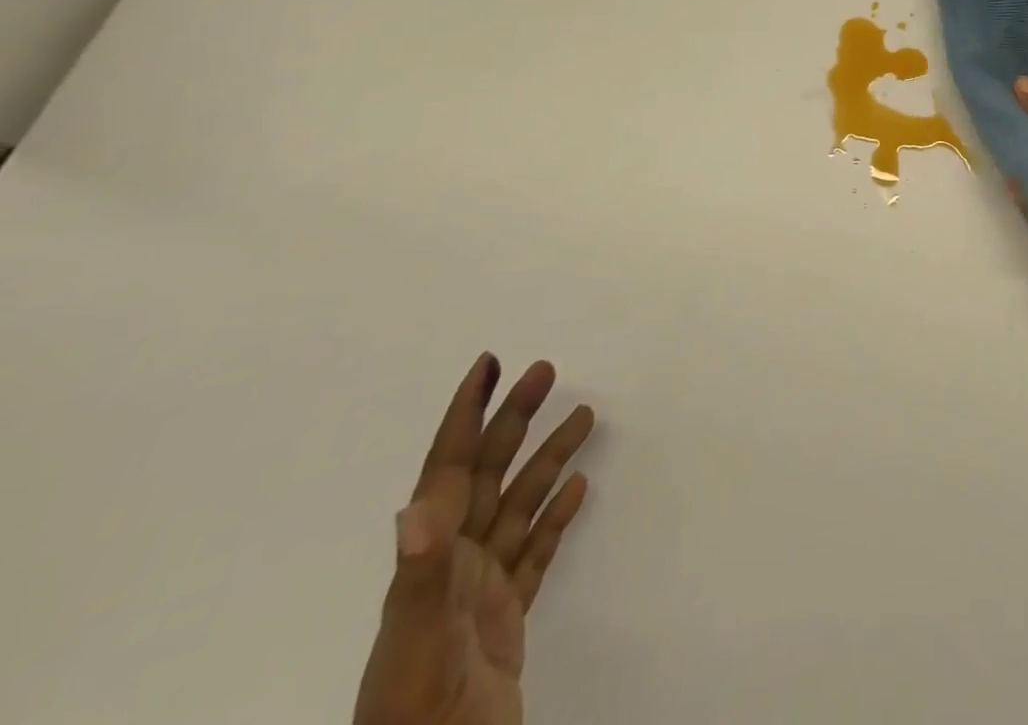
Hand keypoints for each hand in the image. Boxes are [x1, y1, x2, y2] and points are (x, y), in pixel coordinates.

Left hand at [353, 355, 595, 724]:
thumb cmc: (417, 716)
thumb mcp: (414, 649)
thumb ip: (419, 577)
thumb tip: (419, 505)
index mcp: (431, 560)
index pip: (449, 470)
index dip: (467, 414)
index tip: (489, 366)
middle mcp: (453, 564)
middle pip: (488, 474)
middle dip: (515, 419)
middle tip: (546, 371)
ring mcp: (481, 590)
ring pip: (520, 505)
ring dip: (548, 459)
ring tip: (583, 416)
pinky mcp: (506, 618)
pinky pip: (536, 551)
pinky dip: (556, 517)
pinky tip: (578, 490)